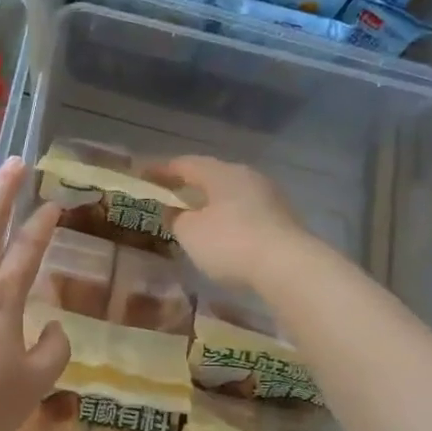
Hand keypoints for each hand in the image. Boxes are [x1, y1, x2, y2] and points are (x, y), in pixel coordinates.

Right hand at [157, 156, 317, 293]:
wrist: (288, 266)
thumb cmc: (229, 243)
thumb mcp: (190, 233)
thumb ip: (176, 218)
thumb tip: (173, 211)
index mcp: (221, 173)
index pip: (185, 163)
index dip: (161, 169)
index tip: (143, 174)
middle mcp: (247, 176)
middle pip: (212, 176)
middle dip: (190, 185)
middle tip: (171, 195)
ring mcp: (270, 197)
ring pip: (232, 194)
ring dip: (213, 203)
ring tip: (196, 217)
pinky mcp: (283, 219)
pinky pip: (247, 213)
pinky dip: (230, 219)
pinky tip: (224, 235)